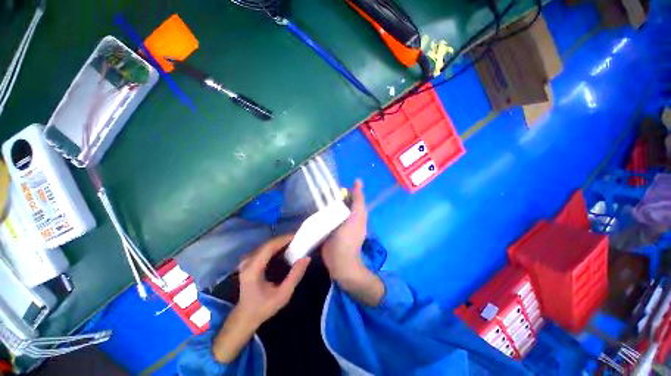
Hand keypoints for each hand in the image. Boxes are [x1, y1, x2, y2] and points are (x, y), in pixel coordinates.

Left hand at [213, 235, 309, 362]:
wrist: (245, 316)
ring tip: (294, 243)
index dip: (284, 239)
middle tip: (299, 239)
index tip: (298, 237)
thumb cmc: (264, 307)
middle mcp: (247, 261)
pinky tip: (284, 249)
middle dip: (284, 239)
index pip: (269, 247)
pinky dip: (275, 246)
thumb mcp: (283, 294)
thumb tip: (306, 258)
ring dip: (280, 242)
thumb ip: (295, 276)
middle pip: (268, 244)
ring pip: (266, 245)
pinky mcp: (248, 261)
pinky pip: (264, 249)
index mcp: (253, 269)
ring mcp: (246, 260)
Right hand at [322, 180, 383, 305]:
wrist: (339, 259)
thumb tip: (358, 180)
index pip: (350, 196)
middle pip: (340, 202)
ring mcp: (337, 223)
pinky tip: (313, 209)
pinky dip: (321, 212)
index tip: (332, 188)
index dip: (342, 190)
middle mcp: (347, 216)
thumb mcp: (357, 215)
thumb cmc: (349, 236)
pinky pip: (325, 217)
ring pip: (332, 209)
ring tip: (314, 198)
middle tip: (320, 192)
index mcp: (356, 212)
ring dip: (325, 204)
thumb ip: (358, 199)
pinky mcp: (328, 229)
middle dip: (331, 196)